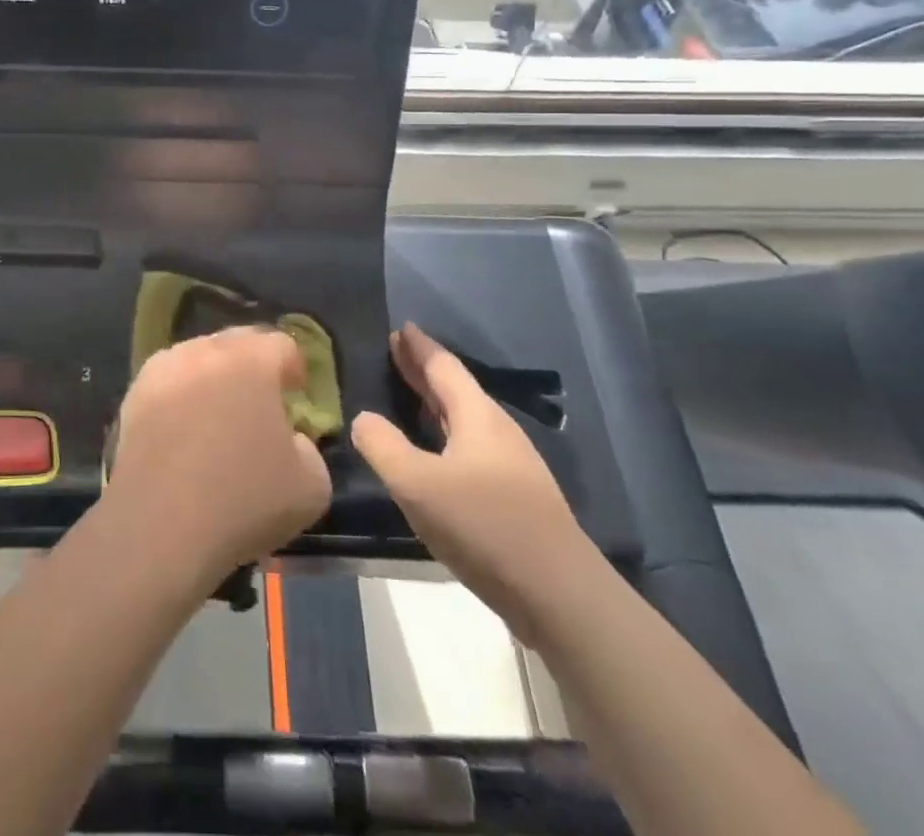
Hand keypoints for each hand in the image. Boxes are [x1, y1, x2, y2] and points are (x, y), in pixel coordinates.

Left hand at [106, 327, 331, 581]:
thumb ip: (309, 448)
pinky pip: (168, 382)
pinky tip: (183, 434)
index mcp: (252, 359)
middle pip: (237, 343)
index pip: (282, 344)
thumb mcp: (312, 486)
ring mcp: (164, 368)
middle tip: (259, 405)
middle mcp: (206, 350)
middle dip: (253, 367)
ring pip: (198, 358)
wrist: (160, 526)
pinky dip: (180, 397)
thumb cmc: (244, 501)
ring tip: (217, 418)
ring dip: (213, 378)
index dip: (293, 368)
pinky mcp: (134, 393)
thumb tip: (289, 439)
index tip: (295, 398)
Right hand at [352, 323, 587, 636]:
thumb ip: (383, 446)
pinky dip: (444, 434)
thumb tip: (363, 418)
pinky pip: (470, 447)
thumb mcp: (417, 484)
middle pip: (455, 389)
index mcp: (477, 415)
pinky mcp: (515, 497)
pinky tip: (434, 454)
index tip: (400, 328)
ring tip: (408, 398)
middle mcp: (497, 430)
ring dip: (434, 404)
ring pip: (464, 419)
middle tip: (395, 352)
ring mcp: (511, 465)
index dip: (419, 347)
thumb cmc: (484, 525)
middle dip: (423, 370)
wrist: (560, 595)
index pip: (443, 366)